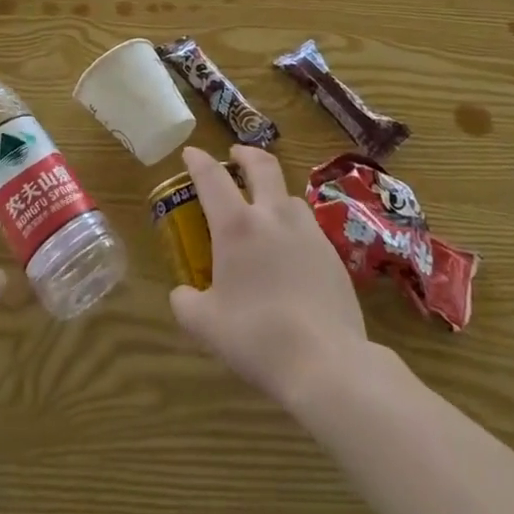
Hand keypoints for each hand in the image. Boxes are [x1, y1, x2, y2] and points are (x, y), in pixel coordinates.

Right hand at [168, 145, 368, 407]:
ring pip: (288, 194)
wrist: (326, 361)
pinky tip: (290, 247)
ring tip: (265, 205)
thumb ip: (186, 304)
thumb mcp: (206, 326)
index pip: (212, 177)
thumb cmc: (257, 338)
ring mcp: (307, 230)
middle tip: (236, 154)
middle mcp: (273, 215)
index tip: (190, 152)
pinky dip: (292, 223)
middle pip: (261, 166)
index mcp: (237, 226)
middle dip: (246, 154)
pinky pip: (307, 224)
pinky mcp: (332, 252)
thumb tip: (182, 293)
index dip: (198, 160)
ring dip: (273, 190)